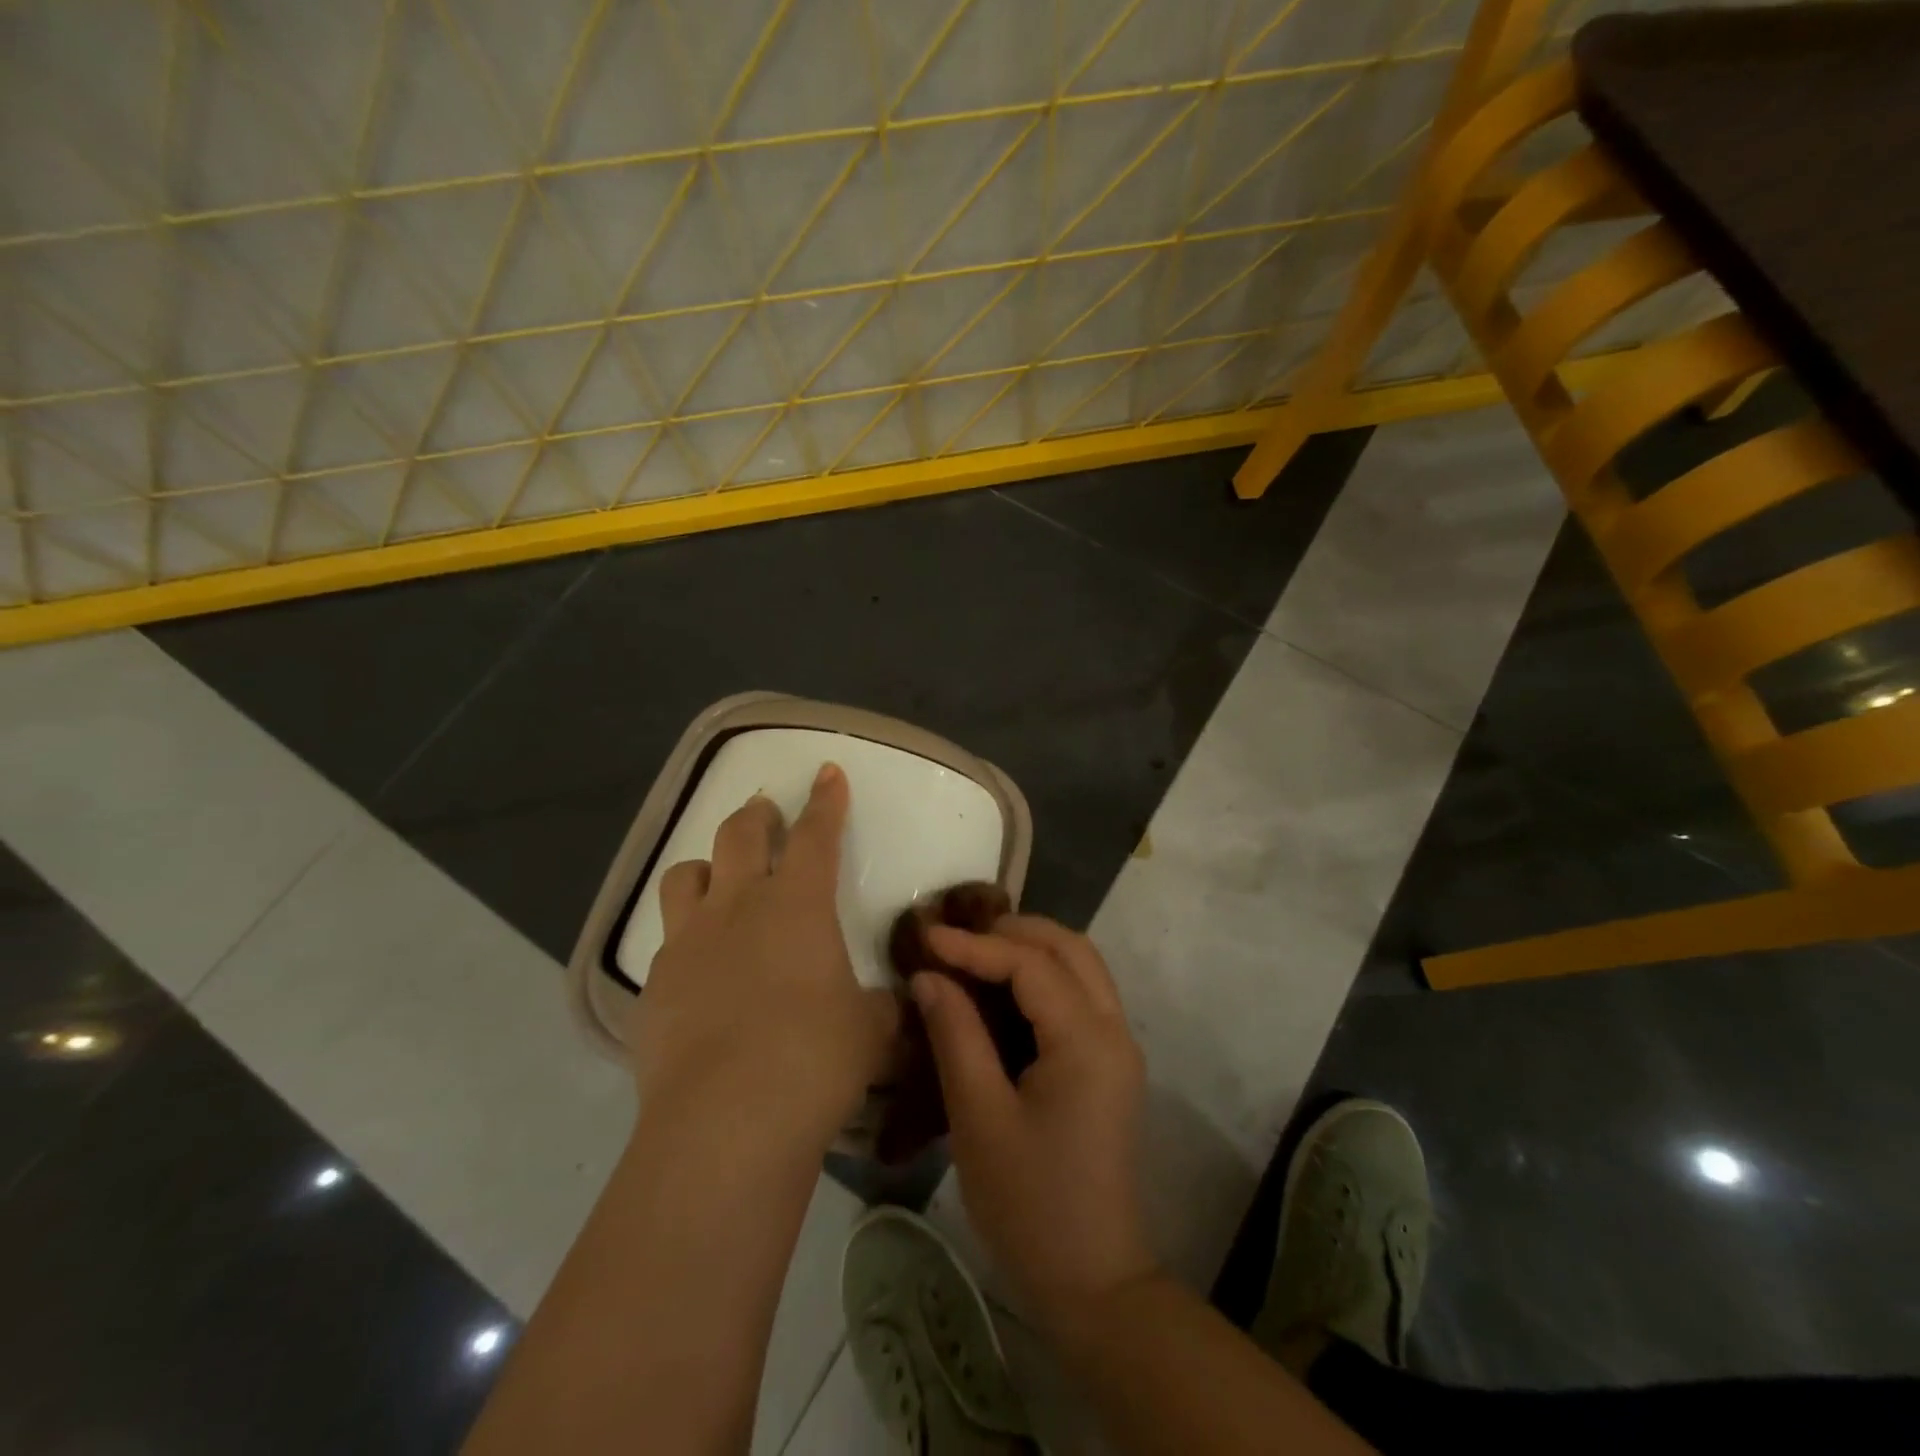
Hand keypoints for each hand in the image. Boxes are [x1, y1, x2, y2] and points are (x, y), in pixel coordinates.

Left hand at [630, 762, 899, 1152]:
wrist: (726, 1120)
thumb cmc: (815, 1058)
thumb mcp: (870, 1029)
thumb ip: (882, 1005)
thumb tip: (894, 1001)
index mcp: (797, 904)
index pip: (815, 834)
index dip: (825, 799)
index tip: (827, 772)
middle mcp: (737, 907)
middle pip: (739, 834)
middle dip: (757, 815)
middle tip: (765, 810)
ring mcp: (688, 942)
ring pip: (685, 875)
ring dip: (706, 866)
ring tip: (718, 879)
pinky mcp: (654, 985)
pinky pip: (667, 941)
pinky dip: (686, 938)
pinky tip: (698, 969)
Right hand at [912, 916, 1156, 1327]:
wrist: (1093, 1282)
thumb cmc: (1030, 1204)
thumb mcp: (979, 1118)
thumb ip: (955, 1035)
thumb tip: (928, 976)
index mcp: (1087, 1040)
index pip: (1031, 964)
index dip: (976, 945)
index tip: (927, 937)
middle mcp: (1114, 1029)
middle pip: (1070, 948)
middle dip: (1013, 931)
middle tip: (957, 937)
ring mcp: (1119, 1046)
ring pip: (1082, 966)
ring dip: (1032, 948)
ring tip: (976, 952)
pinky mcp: (1111, 1064)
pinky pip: (1082, 994)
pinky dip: (1045, 975)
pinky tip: (1004, 989)